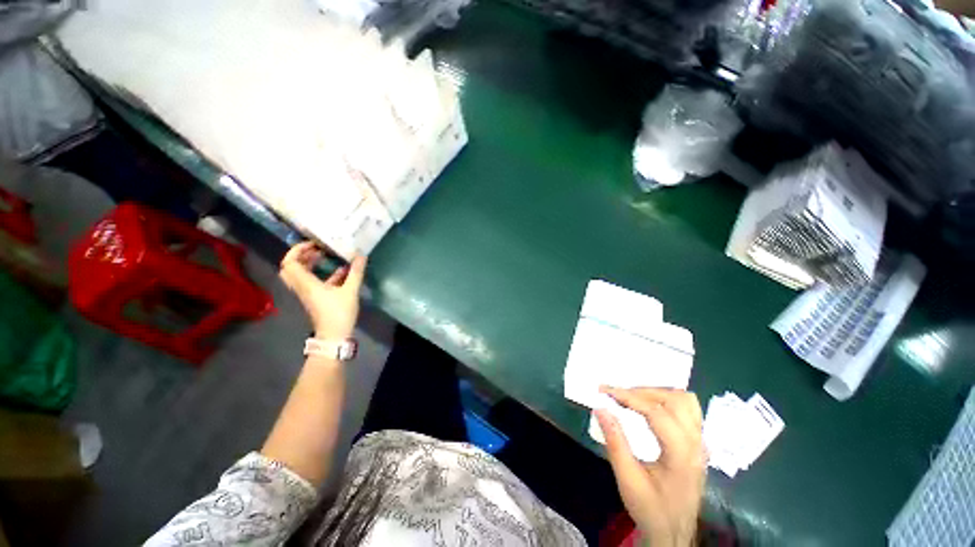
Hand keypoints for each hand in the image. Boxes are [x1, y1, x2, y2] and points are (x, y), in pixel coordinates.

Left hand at [279, 242, 366, 339]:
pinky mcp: (316, 298)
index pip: (290, 263)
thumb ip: (355, 272)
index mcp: (306, 284)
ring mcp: (308, 293)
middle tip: (316, 249)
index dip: (297, 250)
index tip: (313, 243)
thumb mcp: (350, 291)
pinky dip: (322, 274)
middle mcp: (302, 287)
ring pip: (301, 275)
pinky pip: (314, 282)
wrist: (334, 335)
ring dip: (310, 264)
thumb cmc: (339, 312)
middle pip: (290, 268)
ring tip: (325, 256)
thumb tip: (361, 255)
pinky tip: (340, 271)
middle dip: (300, 256)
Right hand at [596, 387, 705, 546]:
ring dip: (657, 393)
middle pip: (675, 400)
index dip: (629, 397)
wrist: (674, 534)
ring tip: (633, 398)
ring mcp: (701, 443)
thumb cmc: (651, 509)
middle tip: (617, 394)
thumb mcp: (628, 479)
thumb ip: (615, 442)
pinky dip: (667, 400)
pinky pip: (688, 410)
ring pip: (685, 401)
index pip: (657, 413)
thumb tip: (600, 408)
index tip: (604, 390)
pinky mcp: (698, 444)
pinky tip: (650, 408)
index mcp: (681, 455)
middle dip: (642, 392)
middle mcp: (696, 444)